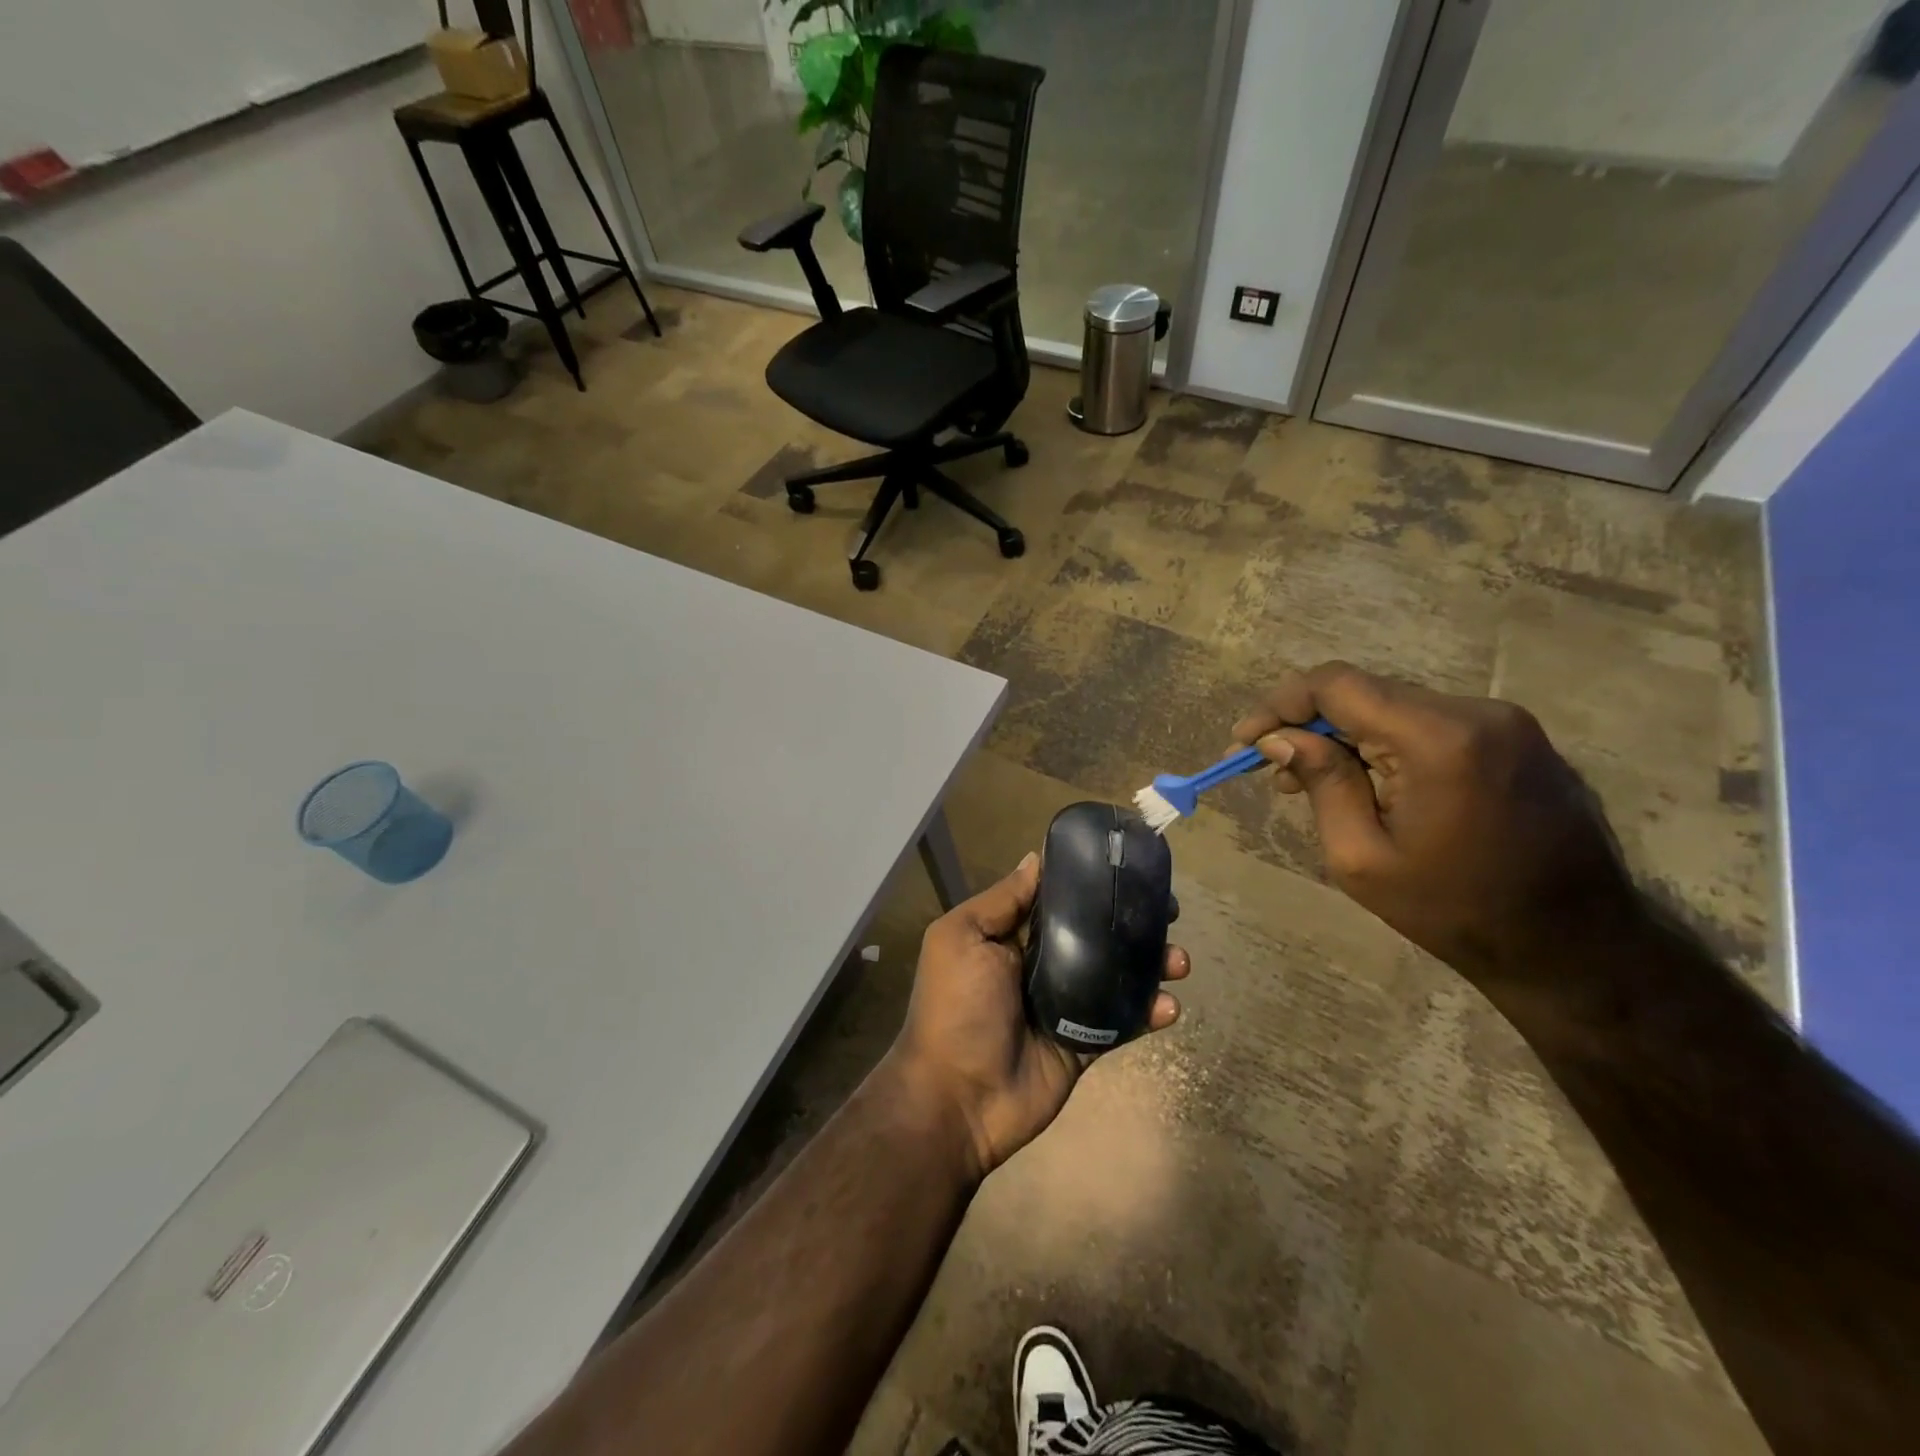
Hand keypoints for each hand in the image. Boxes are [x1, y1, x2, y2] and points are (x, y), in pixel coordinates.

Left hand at [888, 851, 1190, 1179]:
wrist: (958, 1098)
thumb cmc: (956, 1006)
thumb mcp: (962, 938)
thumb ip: (1001, 901)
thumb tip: (1034, 858)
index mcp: (1011, 936)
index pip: (1059, 900)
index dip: (1092, 883)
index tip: (1129, 869)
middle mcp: (1041, 964)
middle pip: (1096, 934)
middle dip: (1133, 922)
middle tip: (1170, 913)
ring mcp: (1066, 1004)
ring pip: (1117, 974)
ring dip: (1152, 964)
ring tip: (1178, 961)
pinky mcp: (1084, 1042)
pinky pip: (1122, 1021)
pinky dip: (1149, 1011)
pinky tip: (1169, 1006)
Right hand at [1233, 662, 1637, 984]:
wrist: (1576, 949)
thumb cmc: (1456, 911)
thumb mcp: (1362, 858)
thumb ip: (1321, 783)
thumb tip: (1280, 738)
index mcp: (1438, 739)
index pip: (1337, 685)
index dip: (1280, 704)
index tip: (1245, 740)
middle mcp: (1476, 712)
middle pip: (1366, 693)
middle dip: (1308, 724)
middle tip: (1272, 770)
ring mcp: (1505, 722)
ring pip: (1396, 707)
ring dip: (1346, 736)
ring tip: (1312, 781)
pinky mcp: (1518, 739)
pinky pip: (1430, 724)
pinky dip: (1386, 744)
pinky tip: (1368, 782)